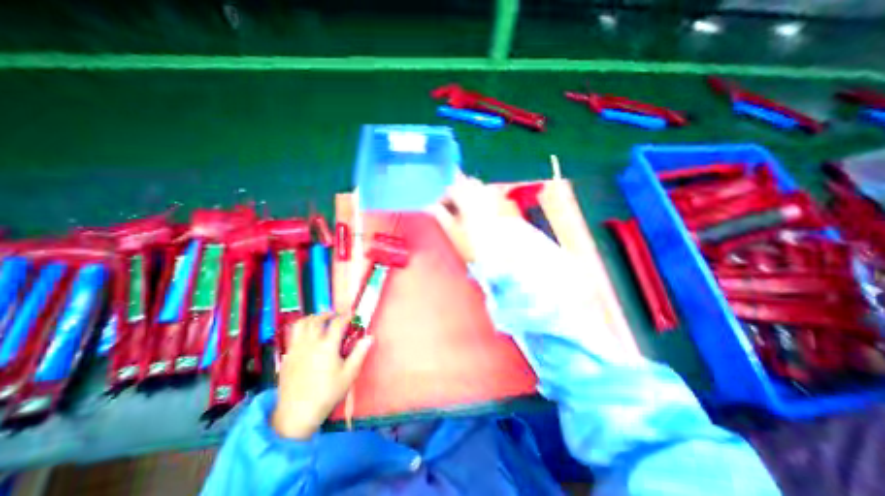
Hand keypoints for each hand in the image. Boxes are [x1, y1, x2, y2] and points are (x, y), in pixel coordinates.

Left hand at [271, 311, 370, 439]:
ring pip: (302, 324)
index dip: (346, 316)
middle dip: (328, 314)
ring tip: (319, 321)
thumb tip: (369, 337)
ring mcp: (296, 348)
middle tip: (335, 316)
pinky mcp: (287, 356)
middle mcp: (311, 342)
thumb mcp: (349, 374)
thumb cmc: (327, 393)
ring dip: (312, 318)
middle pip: (317, 319)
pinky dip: (301, 329)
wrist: (297, 413)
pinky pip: (292, 335)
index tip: (352, 315)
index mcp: (327, 346)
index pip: (337, 323)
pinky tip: (307, 336)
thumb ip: (359, 353)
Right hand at [430, 174, 518, 263]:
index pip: (450, 190)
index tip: (440, 211)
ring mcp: (498, 195)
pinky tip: (486, 214)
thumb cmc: (475, 244)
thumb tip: (432, 207)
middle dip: (458, 194)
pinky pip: (494, 196)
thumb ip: (441, 216)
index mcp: (466, 195)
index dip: (443, 200)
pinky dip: (486, 201)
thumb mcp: (453, 232)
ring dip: (472, 195)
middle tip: (455, 210)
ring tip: (470, 211)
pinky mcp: (509, 203)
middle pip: (466, 183)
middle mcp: (482, 189)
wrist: (507, 254)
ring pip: (481, 188)